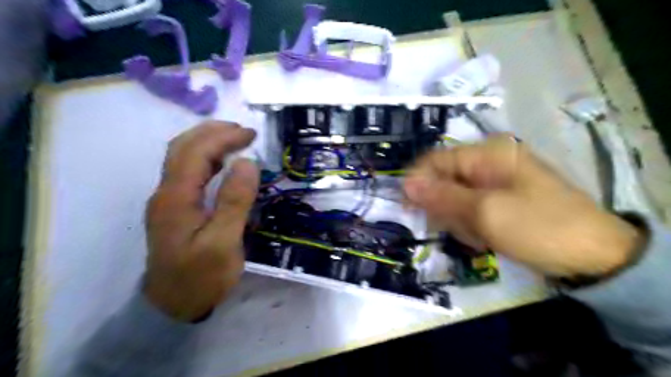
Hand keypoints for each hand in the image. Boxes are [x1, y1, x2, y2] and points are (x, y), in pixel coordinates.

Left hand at [143, 122, 256, 322]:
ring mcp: (168, 200)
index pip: (197, 152)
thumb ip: (234, 201)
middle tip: (244, 131)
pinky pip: (186, 171)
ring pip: (181, 157)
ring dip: (207, 141)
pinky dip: (205, 157)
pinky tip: (221, 162)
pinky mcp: (174, 208)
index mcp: (176, 197)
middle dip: (213, 132)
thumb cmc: (201, 277)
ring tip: (235, 139)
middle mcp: (166, 192)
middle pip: (183, 147)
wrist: (172, 306)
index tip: (251, 135)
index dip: (224, 137)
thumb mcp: (223, 243)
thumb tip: (247, 162)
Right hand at [403, 136, 643, 276]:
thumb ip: (442, 196)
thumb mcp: (485, 212)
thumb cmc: (538, 227)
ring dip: (458, 219)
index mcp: (487, 154)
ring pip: (454, 198)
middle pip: (444, 180)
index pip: (436, 160)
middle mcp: (488, 163)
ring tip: (477, 235)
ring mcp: (495, 182)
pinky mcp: (499, 200)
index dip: (418, 182)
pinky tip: (484, 237)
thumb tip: (404, 183)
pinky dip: (470, 225)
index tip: (408, 208)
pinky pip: (469, 209)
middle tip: (457, 228)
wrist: (594, 258)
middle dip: (444, 207)